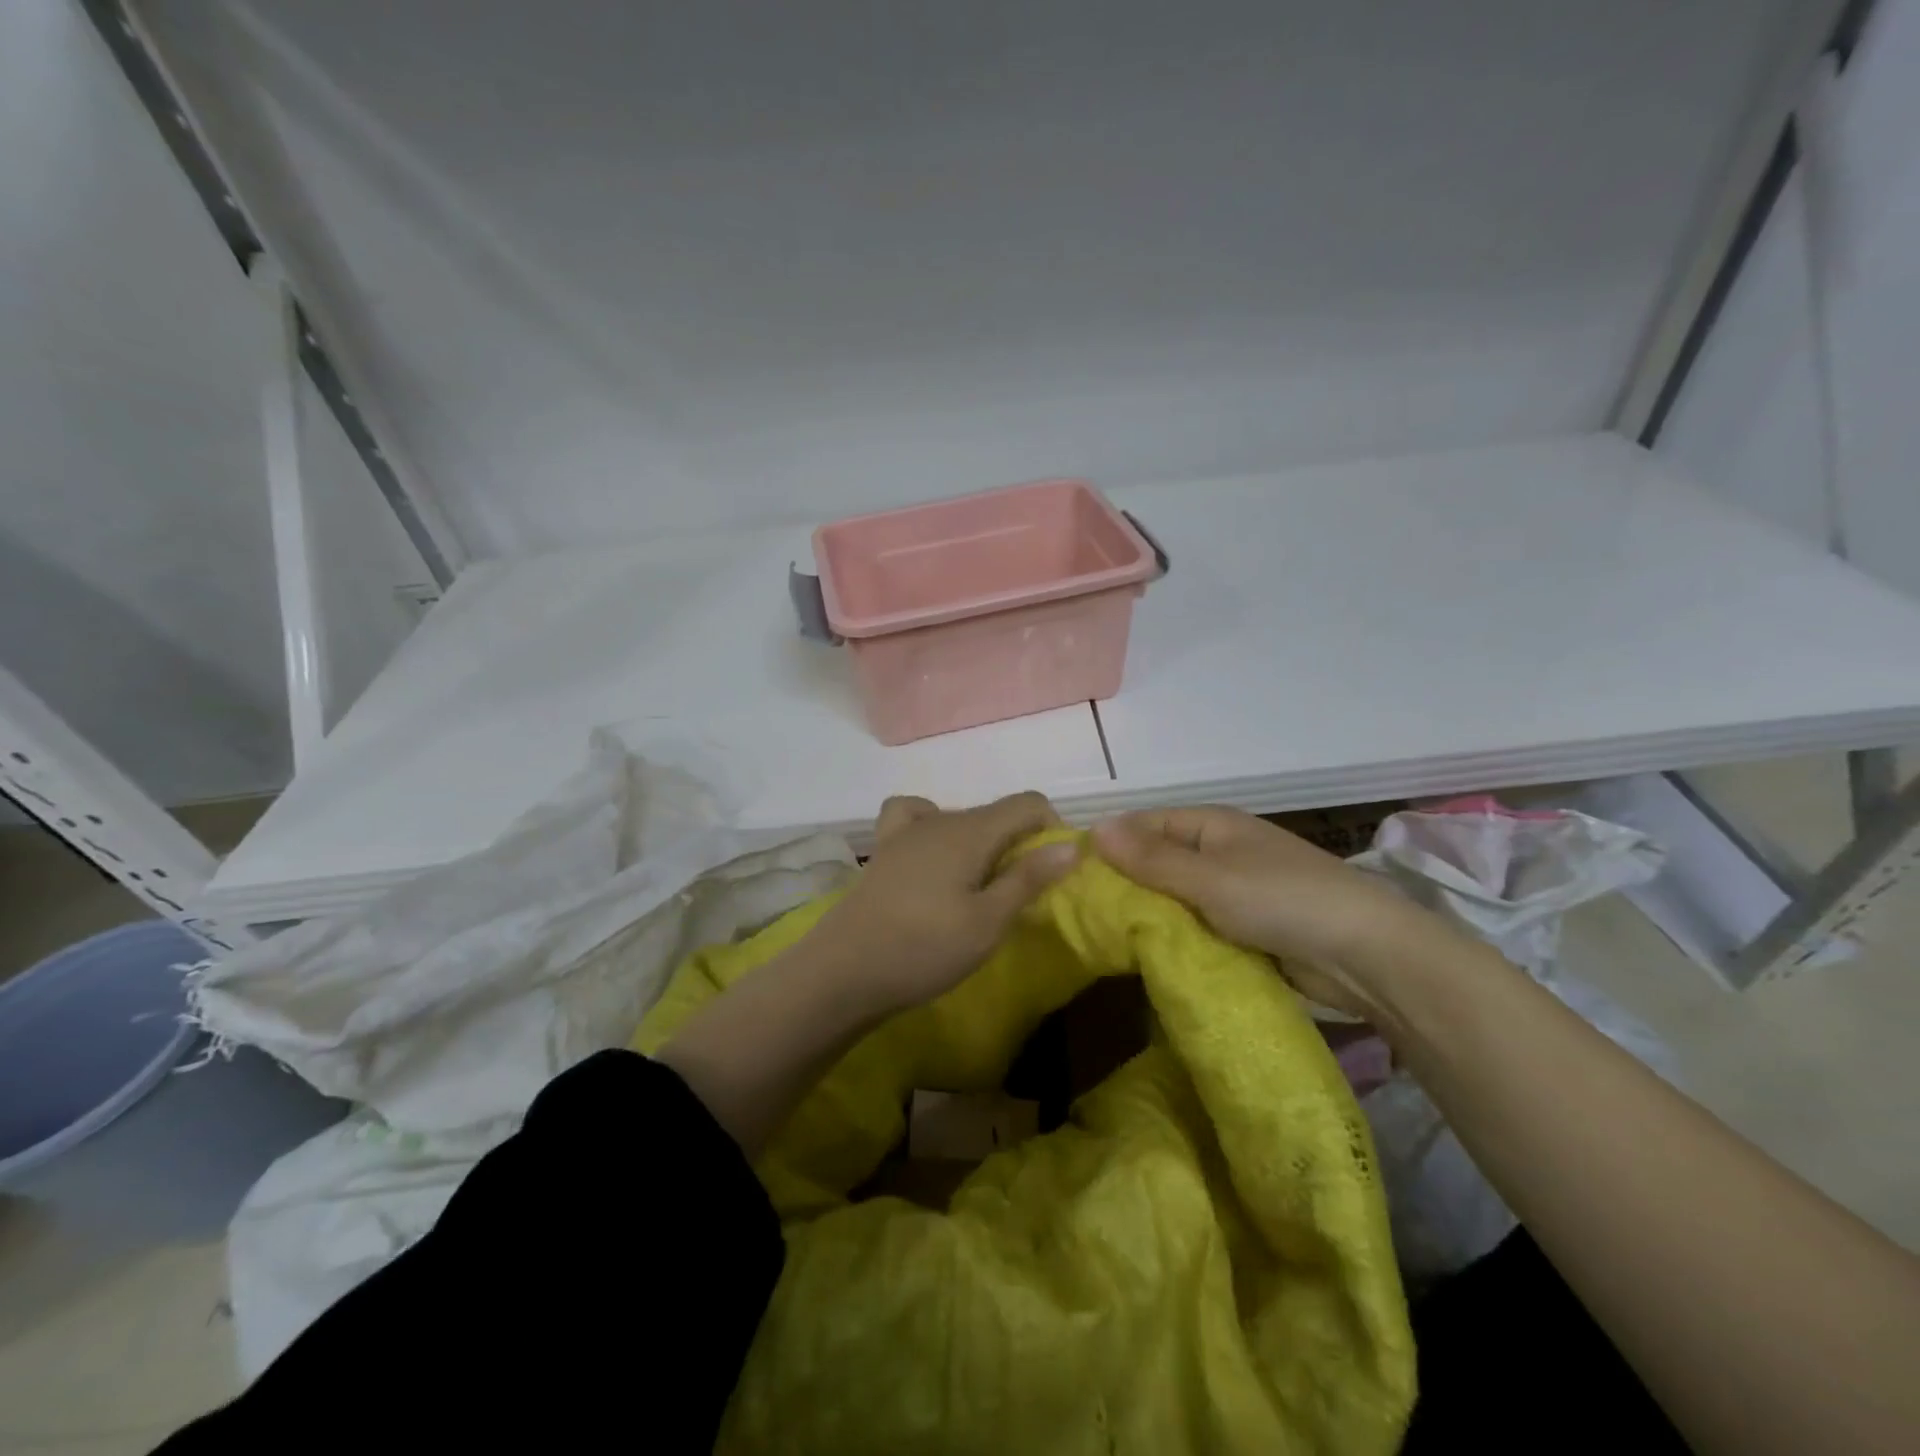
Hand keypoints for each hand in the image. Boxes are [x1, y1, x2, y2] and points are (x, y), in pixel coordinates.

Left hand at [812, 792, 1080, 1016]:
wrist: (843, 971)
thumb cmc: (924, 949)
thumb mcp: (987, 922)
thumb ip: (1028, 879)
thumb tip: (1070, 845)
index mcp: (971, 830)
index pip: (1027, 802)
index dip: (1052, 827)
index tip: (1056, 869)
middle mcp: (939, 819)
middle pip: (994, 813)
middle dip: (1019, 842)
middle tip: (1020, 896)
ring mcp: (905, 832)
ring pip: (959, 819)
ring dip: (982, 843)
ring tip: (980, 886)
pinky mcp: (883, 851)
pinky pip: (913, 819)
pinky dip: (932, 828)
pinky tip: (932, 858)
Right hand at [1091, 806, 1460, 1018]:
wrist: (1366, 954)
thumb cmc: (1281, 900)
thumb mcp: (1208, 878)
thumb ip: (1150, 858)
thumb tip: (1094, 827)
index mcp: (1211, 825)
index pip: (1144, 824)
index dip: (1110, 844)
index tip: (1070, 874)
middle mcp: (1221, 851)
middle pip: (1158, 862)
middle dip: (1126, 884)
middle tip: (1080, 914)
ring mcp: (1236, 890)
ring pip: (1177, 898)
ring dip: (1151, 915)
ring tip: (1103, 939)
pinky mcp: (1248, 928)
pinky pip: (1199, 926)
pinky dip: (1178, 937)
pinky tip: (1148, 956)